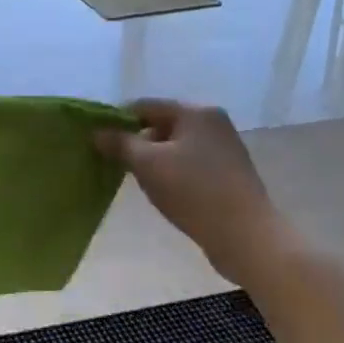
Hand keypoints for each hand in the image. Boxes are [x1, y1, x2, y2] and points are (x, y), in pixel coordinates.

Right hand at [96, 100, 300, 283]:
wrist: (246, 236)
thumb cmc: (194, 192)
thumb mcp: (148, 164)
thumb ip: (119, 143)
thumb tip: (97, 132)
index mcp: (196, 112)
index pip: (145, 106)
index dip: (117, 120)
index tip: (99, 142)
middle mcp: (213, 123)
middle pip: (161, 124)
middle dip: (136, 143)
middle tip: (117, 165)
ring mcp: (224, 148)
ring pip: (175, 146)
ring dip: (154, 160)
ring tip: (140, 182)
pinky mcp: (229, 173)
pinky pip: (190, 164)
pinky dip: (172, 173)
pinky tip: (165, 193)